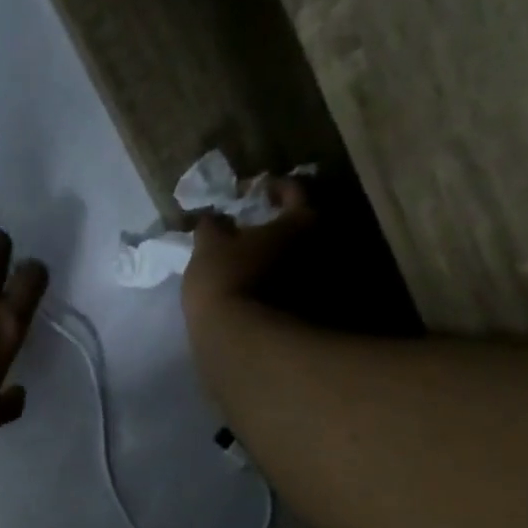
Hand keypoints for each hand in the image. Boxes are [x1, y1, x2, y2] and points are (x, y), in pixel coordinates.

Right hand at [180, 175, 314, 330]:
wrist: (239, 341)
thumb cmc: (226, 280)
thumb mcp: (209, 245)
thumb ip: (212, 225)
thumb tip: (213, 217)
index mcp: (301, 221)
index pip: (293, 189)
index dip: (270, 186)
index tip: (251, 191)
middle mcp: (319, 246)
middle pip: (300, 224)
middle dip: (275, 223)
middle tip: (249, 225)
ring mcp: (316, 281)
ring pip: (295, 256)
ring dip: (274, 253)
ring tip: (247, 258)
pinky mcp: (305, 311)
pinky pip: (289, 283)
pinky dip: (273, 278)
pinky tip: (251, 284)